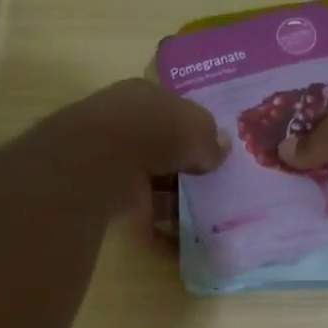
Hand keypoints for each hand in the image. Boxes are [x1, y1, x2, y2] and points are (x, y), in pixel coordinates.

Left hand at [51, 80, 227, 220]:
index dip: (193, 127)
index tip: (213, 148)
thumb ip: (211, 138)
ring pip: (153, 179)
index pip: (171, 109)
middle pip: (162, 145)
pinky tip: (184, 232)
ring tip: (206, 210)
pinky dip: (163, 222)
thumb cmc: (155, 129)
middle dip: (185, 163)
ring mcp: (113, 161)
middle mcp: (124, 124)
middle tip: (214, 180)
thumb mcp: (197, 127)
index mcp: (142, 95)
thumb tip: (222, 148)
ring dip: (175, 195)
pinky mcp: (109, 194)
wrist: (105, 162)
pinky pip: (143, 210)